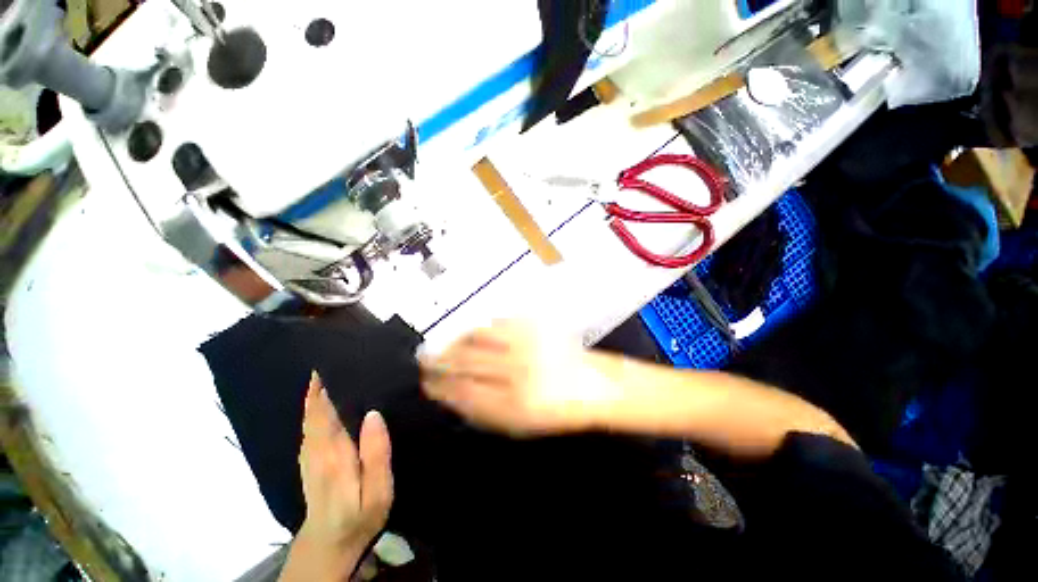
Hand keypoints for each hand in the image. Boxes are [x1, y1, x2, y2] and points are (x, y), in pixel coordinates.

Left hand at [279, 372, 392, 581]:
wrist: (330, 543)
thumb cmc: (359, 515)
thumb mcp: (377, 490)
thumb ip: (375, 453)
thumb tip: (373, 414)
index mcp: (333, 454)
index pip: (323, 414)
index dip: (323, 390)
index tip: (330, 365)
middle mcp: (315, 450)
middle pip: (313, 412)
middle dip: (318, 386)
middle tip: (332, 359)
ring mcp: (309, 455)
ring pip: (308, 418)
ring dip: (314, 395)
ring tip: (328, 372)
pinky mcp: (309, 460)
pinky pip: (309, 427)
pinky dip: (313, 409)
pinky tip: (323, 400)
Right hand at [421, 321, 622, 436]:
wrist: (594, 385)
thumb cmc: (556, 411)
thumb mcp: (519, 425)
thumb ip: (483, 411)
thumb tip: (451, 395)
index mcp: (514, 404)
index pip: (463, 391)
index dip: (440, 386)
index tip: (426, 383)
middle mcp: (518, 370)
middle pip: (466, 362)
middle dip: (440, 361)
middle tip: (424, 360)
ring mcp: (527, 344)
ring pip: (478, 337)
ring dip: (456, 342)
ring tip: (444, 346)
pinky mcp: (535, 326)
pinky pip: (497, 323)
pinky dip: (479, 329)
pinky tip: (470, 334)